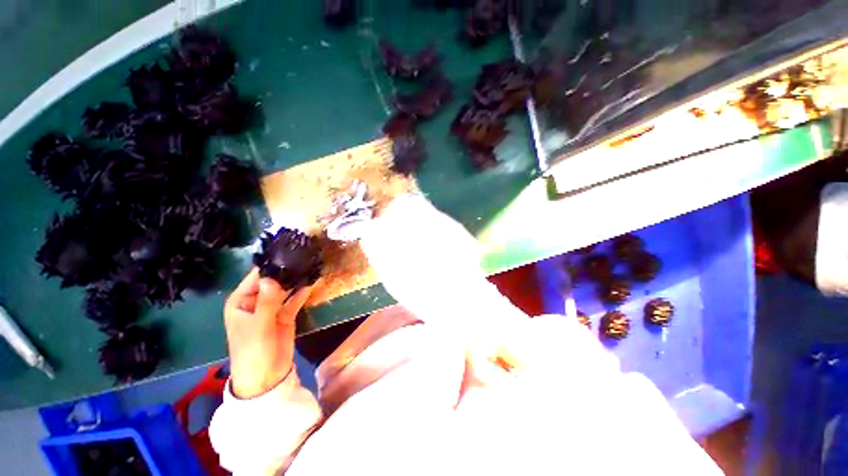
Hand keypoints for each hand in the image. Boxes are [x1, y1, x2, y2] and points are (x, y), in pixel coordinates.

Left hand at [224, 268, 312, 398]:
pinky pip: (294, 299)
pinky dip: (302, 291)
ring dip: (296, 279)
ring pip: (285, 289)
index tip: (289, 251)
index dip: (271, 264)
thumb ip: (267, 301)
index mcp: (241, 301)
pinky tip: (312, 280)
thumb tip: (273, 277)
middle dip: (287, 270)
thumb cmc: (253, 351)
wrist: (266, 377)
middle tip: (305, 255)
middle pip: (273, 281)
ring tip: (310, 264)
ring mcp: (272, 308)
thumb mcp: (259, 326)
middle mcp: (256, 301)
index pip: (257, 277)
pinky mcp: (285, 315)